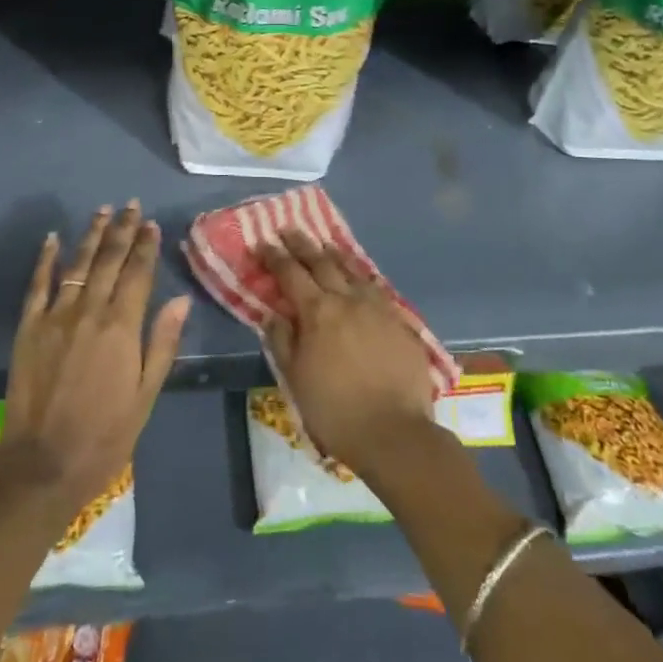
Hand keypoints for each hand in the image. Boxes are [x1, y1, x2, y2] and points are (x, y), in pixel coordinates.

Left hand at [0, 201, 189, 512]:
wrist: (43, 463)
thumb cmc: (105, 435)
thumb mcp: (146, 395)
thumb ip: (162, 343)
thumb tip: (181, 300)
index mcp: (122, 327)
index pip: (138, 273)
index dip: (146, 246)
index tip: (152, 224)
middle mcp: (90, 311)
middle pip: (109, 260)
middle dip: (123, 230)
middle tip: (131, 205)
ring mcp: (56, 316)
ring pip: (77, 264)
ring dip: (92, 235)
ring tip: (103, 211)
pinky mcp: (29, 327)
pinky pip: (38, 284)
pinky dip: (46, 259)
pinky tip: (52, 238)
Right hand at [261, 228, 433, 478]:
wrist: (394, 432)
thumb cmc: (335, 410)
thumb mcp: (295, 378)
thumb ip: (282, 340)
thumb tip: (272, 313)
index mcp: (317, 311)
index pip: (290, 273)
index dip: (275, 256)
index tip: (263, 242)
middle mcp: (347, 299)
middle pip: (321, 262)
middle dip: (302, 244)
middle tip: (289, 229)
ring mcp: (377, 307)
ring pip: (352, 270)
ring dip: (334, 254)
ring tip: (324, 244)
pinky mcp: (399, 320)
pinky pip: (376, 288)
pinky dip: (362, 276)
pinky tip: (360, 276)